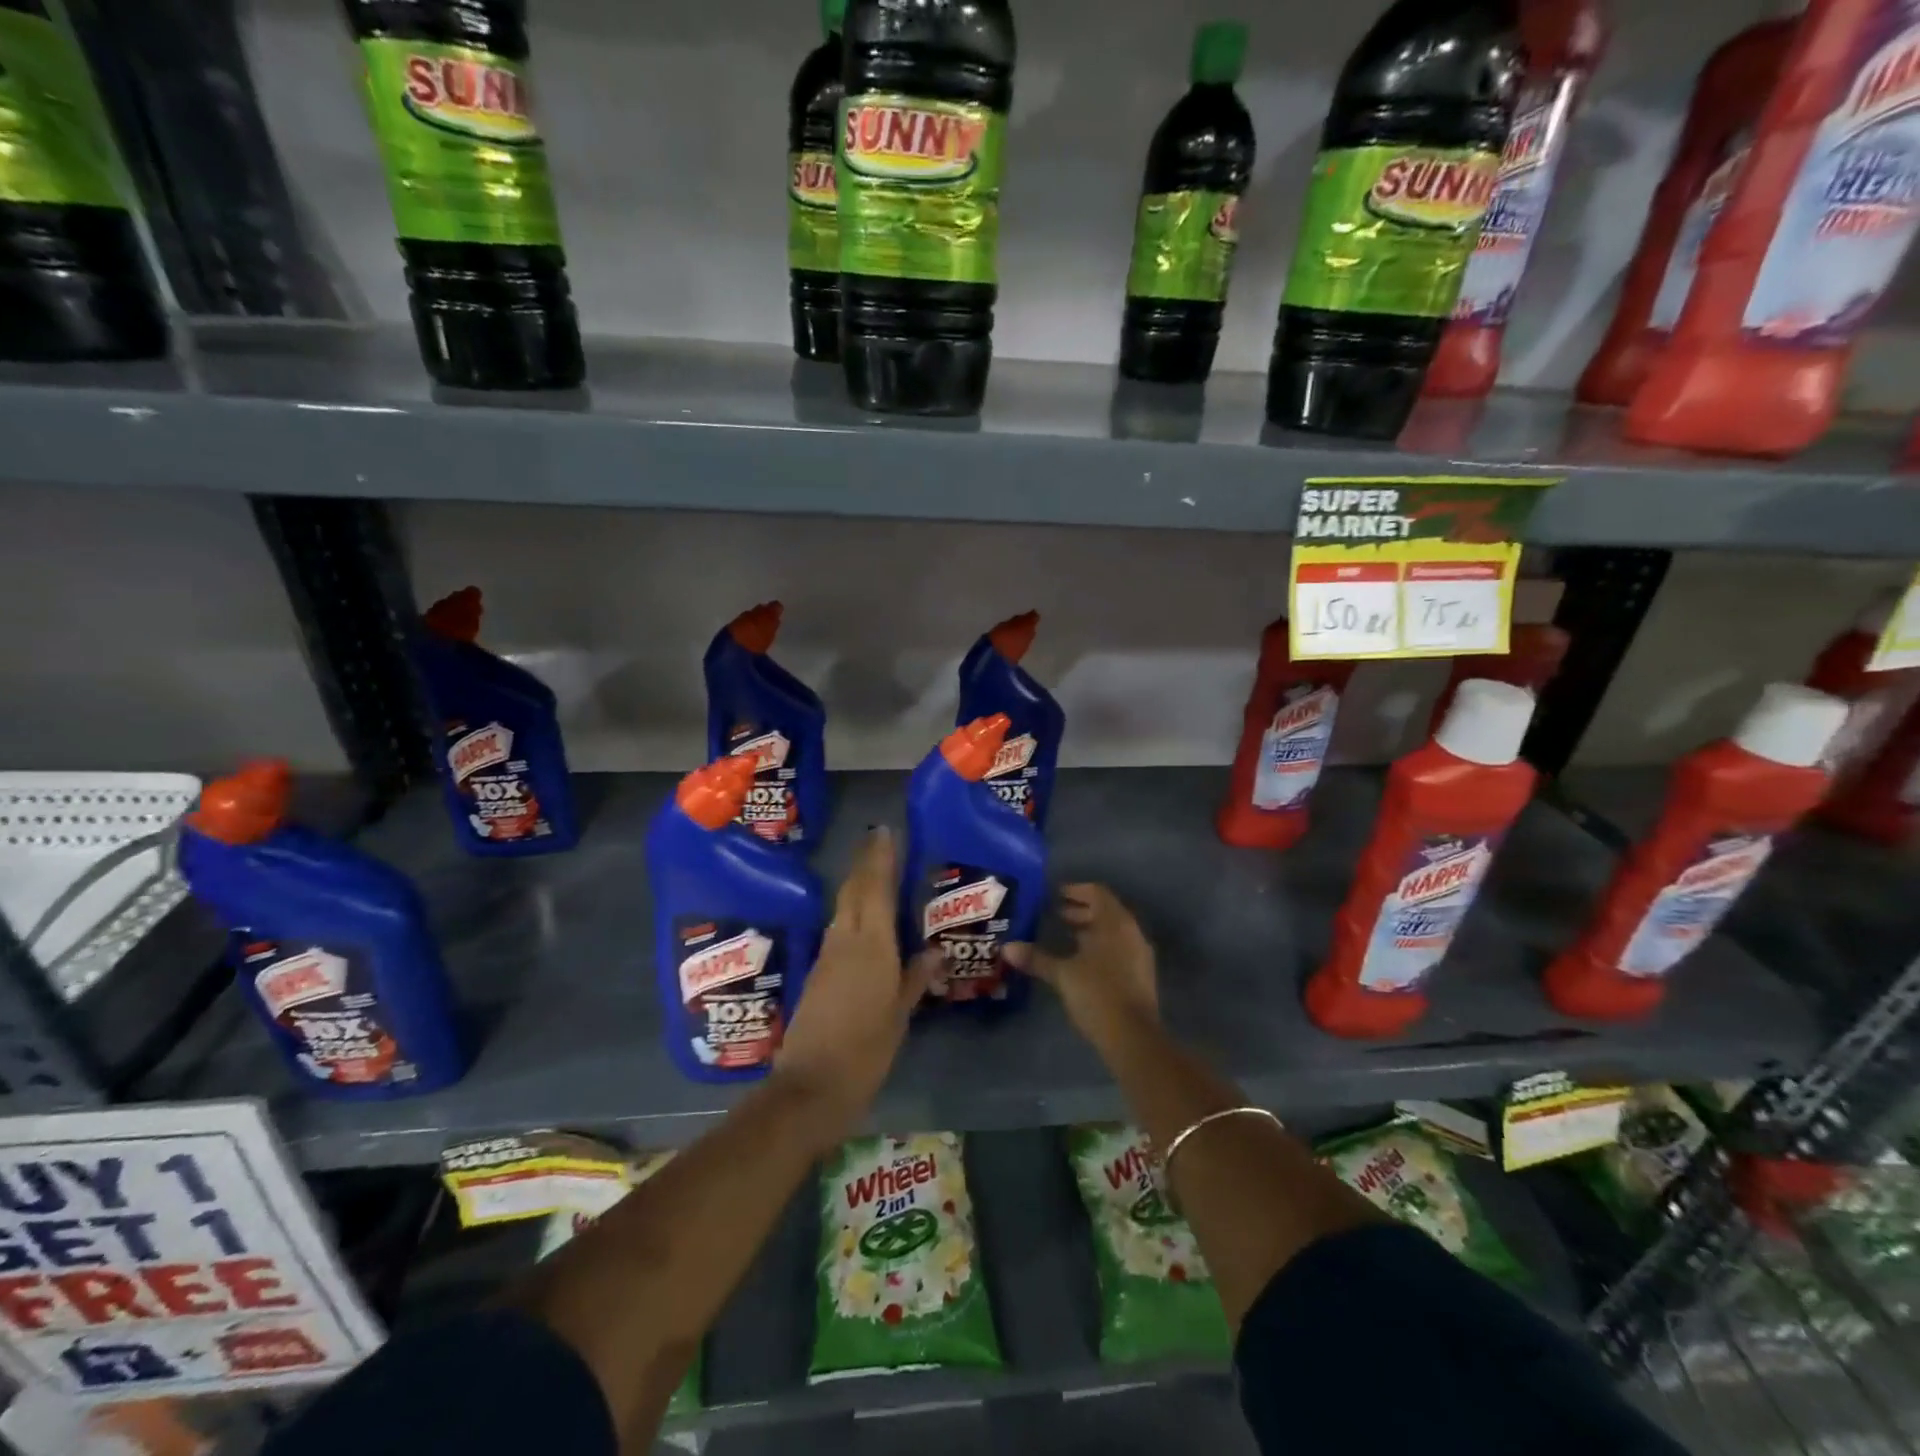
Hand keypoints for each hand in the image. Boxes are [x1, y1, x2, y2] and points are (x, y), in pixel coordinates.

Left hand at [774, 827, 935, 1142]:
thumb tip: (934, 951)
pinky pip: (839, 930)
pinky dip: (852, 913)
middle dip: (866, 864)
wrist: (810, 1087)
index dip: (880, 859)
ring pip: (844, 909)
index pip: (875, 889)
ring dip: (858, 886)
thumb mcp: (899, 1015)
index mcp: (870, 945)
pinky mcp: (818, 974)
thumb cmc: (865, 1050)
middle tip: (880, 841)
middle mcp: (845, 941)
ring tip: (876, 872)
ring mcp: (827, 957)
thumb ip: (916, 978)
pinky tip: (863, 919)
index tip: (884, 832)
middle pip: (855, 892)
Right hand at [1023, 884, 1158, 1048]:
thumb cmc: (1097, 994)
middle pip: (1106, 911)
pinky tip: (1081, 961)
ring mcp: (1139, 954)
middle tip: (1056, 914)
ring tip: (1065, 936)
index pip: (1098, 893)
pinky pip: (1118, 948)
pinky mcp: (1140, 975)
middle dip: (1081, 910)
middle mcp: (1131, 932)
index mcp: (1115, 923)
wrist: (1133, 1036)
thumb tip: (1007, 947)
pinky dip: (1100, 946)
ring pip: (1113, 931)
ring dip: (1090, 929)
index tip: (1055, 895)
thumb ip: (1036, 958)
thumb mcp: (1062, 974)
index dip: (1076, 890)